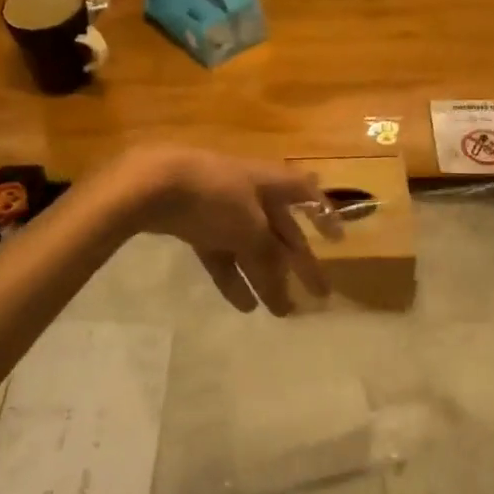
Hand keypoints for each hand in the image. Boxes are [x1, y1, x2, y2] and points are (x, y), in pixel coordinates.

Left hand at [113, 146, 337, 314]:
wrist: (154, 184)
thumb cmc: (215, 196)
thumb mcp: (250, 228)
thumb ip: (269, 258)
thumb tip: (282, 287)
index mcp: (270, 183)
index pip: (307, 194)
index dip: (325, 215)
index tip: (338, 242)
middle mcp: (250, 193)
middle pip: (281, 230)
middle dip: (299, 262)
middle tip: (318, 294)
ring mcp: (220, 208)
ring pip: (252, 246)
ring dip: (267, 276)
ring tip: (280, 310)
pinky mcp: (195, 223)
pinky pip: (223, 253)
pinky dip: (233, 277)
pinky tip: (244, 304)